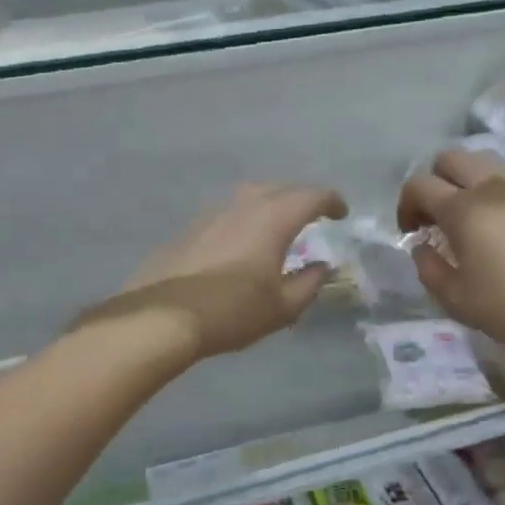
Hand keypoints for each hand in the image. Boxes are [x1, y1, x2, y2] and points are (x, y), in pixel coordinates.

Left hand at [88, 183, 348, 360]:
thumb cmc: (233, 311)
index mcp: (273, 218)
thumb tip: (322, 267)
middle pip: (279, 188)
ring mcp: (211, 213)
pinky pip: (226, 214)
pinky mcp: (189, 229)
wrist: (163, 316)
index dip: (331, 201)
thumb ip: (309, 283)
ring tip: (277, 226)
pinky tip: (241, 242)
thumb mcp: (283, 307)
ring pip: (249, 197)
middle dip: (300, 198)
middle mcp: (243, 205)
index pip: (311, 196)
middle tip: (311, 215)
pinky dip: (243, 220)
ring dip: (269, 205)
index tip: (341, 212)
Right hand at [397, 148, 504, 362]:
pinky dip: (493, 194)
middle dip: (434, 181)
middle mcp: (492, 188)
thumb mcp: (455, 299)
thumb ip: (428, 268)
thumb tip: (422, 247)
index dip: (405, 205)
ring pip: (484, 163)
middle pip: (451, 158)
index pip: (419, 185)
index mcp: (463, 209)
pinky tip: (500, 230)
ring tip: (468, 221)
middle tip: (434, 218)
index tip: (410, 233)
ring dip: (465, 183)